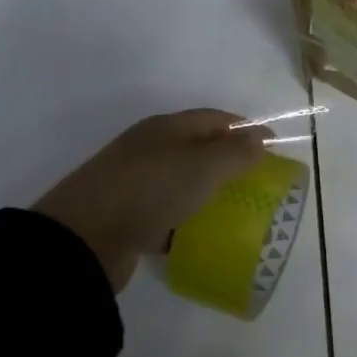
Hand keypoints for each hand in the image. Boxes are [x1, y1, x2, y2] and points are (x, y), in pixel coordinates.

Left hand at [33, 109, 271, 290]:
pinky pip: (163, 212)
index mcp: (166, 128)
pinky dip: (182, 220)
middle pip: (196, 147)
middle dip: (226, 160)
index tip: (273, 146)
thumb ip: (236, 152)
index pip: (214, 118)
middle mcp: (148, 148)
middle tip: (255, 180)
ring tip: (232, 208)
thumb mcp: (203, 167)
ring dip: (204, 190)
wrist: (83, 238)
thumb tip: (259, 138)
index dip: (245, 128)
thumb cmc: (151, 190)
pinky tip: (197, 234)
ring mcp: (132, 182)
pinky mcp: (123, 215)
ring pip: (179, 180)